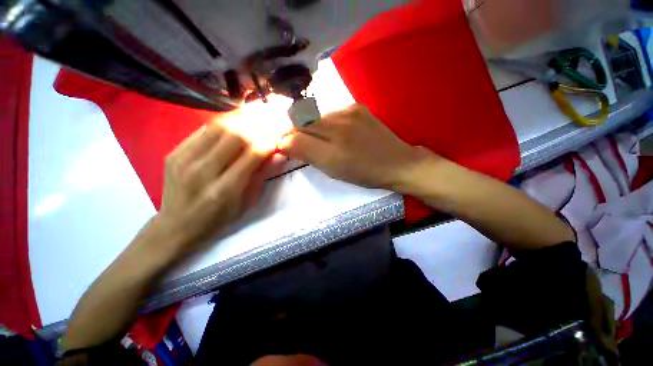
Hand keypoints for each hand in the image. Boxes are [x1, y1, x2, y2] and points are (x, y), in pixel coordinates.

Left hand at [153, 119, 274, 255]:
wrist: (176, 226)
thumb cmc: (218, 219)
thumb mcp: (246, 204)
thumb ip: (261, 177)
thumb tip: (278, 155)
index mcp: (225, 190)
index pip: (252, 155)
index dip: (268, 143)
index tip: (277, 139)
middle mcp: (203, 171)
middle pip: (234, 136)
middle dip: (256, 128)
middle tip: (268, 126)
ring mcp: (184, 159)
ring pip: (218, 127)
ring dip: (240, 122)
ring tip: (254, 121)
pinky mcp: (174, 152)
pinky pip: (203, 130)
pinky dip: (223, 125)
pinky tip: (234, 126)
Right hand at [279, 104, 428, 190]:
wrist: (397, 162)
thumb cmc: (364, 174)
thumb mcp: (334, 172)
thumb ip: (310, 157)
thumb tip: (289, 144)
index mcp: (332, 153)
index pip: (295, 139)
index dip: (285, 142)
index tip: (284, 146)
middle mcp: (337, 128)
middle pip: (301, 123)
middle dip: (294, 131)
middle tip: (297, 141)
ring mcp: (348, 113)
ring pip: (316, 117)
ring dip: (312, 127)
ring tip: (321, 138)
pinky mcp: (356, 106)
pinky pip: (331, 113)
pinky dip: (327, 122)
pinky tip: (338, 131)